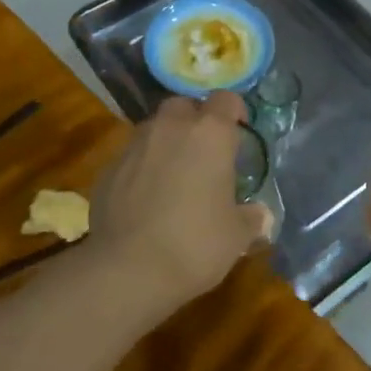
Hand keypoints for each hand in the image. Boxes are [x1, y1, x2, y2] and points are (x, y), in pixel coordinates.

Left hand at [88, 92, 272, 318]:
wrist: (127, 270)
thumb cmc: (194, 244)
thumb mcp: (236, 236)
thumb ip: (251, 218)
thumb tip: (261, 216)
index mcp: (209, 134)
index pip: (226, 99)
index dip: (234, 112)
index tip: (239, 131)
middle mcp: (171, 127)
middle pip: (184, 105)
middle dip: (194, 120)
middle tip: (204, 150)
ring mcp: (135, 145)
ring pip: (154, 128)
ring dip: (166, 141)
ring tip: (174, 173)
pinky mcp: (108, 168)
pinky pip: (132, 156)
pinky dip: (141, 167)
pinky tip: (145, 197)